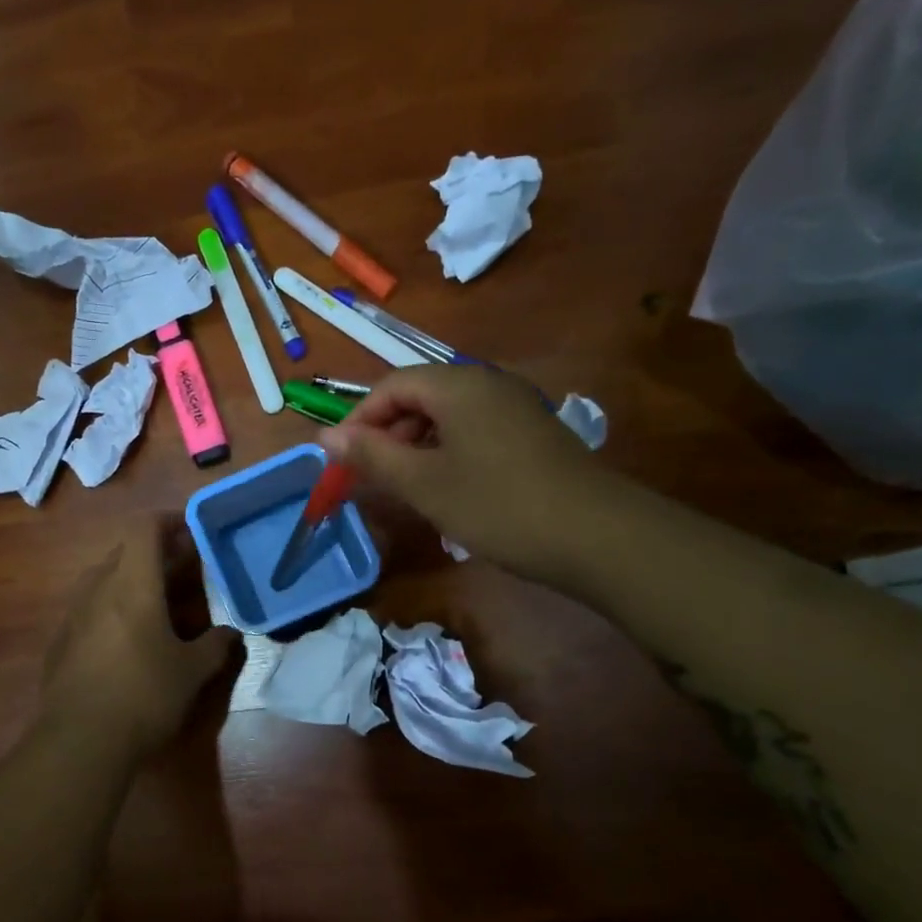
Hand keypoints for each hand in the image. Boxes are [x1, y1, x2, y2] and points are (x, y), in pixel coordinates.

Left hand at [39, 517, 237, 759]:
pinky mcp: (60, 641)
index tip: (192, 531)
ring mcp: (73, 614)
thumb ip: (216, 646)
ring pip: (104, 578)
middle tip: (184, 569)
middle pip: (125, 551)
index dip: (169, 521)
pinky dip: (111, 606)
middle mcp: (98, 588)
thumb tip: (230, 634)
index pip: (144, 528)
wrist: (80, 741)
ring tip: (157, 602)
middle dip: (156, 553)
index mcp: (132, 584)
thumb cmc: (145, 695)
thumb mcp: (192, 672)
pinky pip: (89, 607)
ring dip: (132, 578)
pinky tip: (126, 638)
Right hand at [322, 364, 616, 583]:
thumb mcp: (424, 484)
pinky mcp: (531, 435)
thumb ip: (372, 456)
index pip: (391, 386)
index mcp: (457, 386)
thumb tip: (325, 435)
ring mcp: (514, 408)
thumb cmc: (497, 505)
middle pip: (419, 396)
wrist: (596, 536)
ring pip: (446, 417)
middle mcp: (486, 385)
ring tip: (404, 488)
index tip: (342, 461)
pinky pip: (473, 432)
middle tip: (371, 478)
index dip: (358, 420)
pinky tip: (446, 490)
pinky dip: (446, 454)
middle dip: (386, 434)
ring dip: (415, 447)